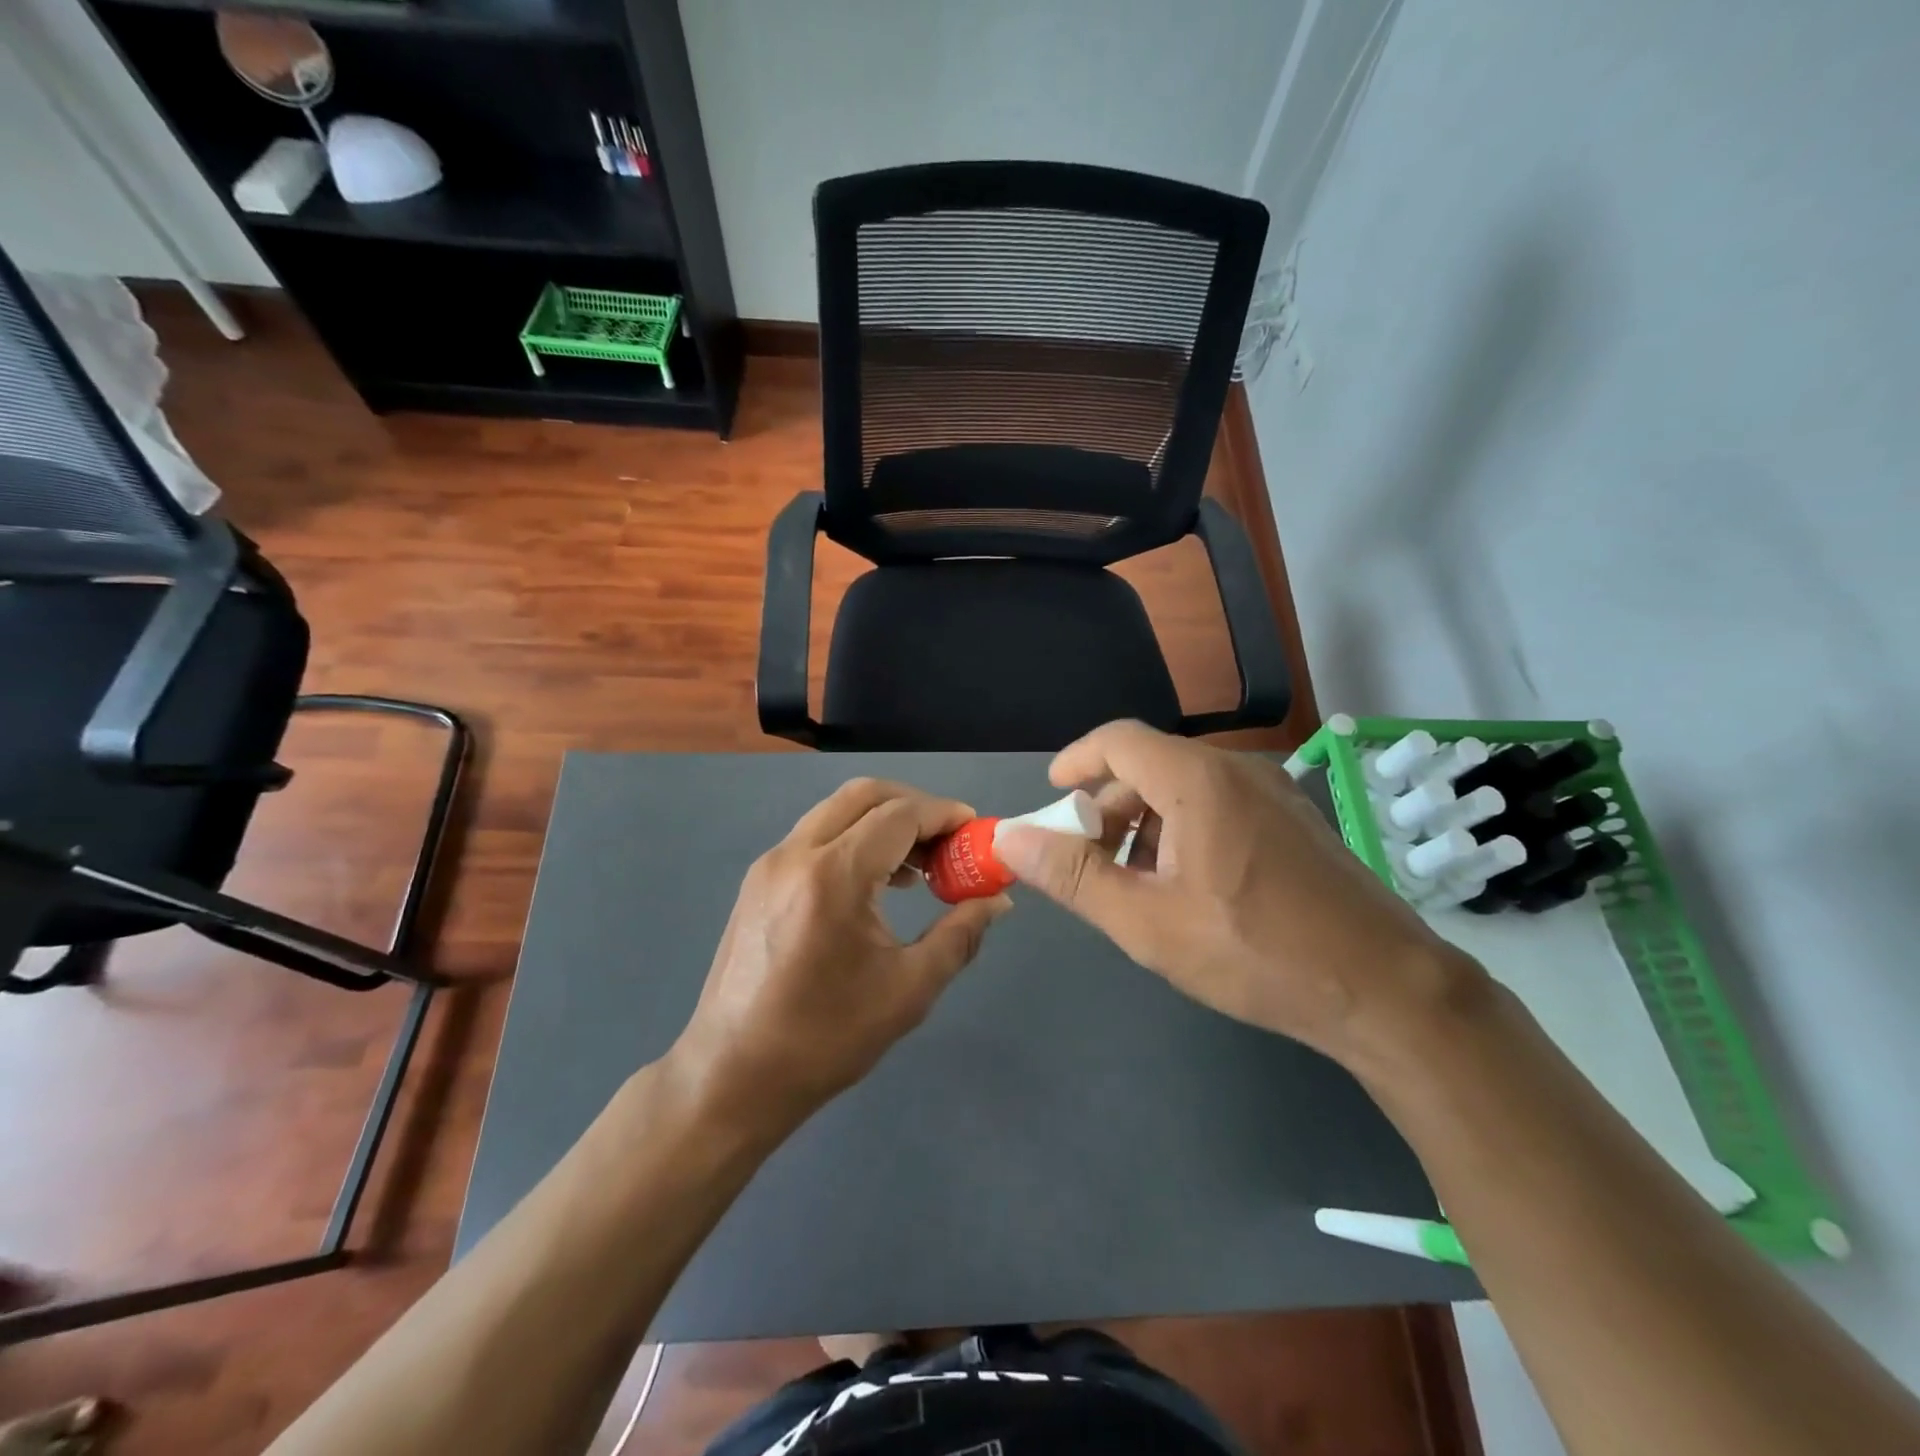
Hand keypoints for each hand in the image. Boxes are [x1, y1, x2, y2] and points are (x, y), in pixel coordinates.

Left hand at [671, 778, 1010, 1121]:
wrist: (732, 1076)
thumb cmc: (826, 1038)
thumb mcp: (909, 990)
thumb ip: (960, 935)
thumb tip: (998, 900)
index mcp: (834, 876)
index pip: (900, 815)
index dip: (944, 815)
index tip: (976, 832)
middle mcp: (797, 853)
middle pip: (865, 795)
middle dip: (914, 806)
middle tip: (949, 841)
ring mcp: (770, 863)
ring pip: (837, 811)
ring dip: (883, 821)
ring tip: (920, 866)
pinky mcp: (758, 880)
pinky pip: (816, 835)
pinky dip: (854, 838)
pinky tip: (877, 882)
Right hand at [992, 721, 1477, 1065]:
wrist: (1386, 990)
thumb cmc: (1256, 953)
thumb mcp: (1147, 923)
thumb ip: (1073, 876)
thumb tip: (1010, 838)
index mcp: (1197, 781)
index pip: (1117, 741)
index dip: (1075, 761)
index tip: (1051, 797)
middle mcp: (1236, 771)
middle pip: (1149, 766)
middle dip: (1107, 808)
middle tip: (1089, 862)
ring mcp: (1273, 793)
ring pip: (1185, 788)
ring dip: (1145, 825)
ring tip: (1135, 884)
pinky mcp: (1295, 821)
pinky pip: (1220, 805)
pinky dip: (1184, 831)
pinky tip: (1186, 888)